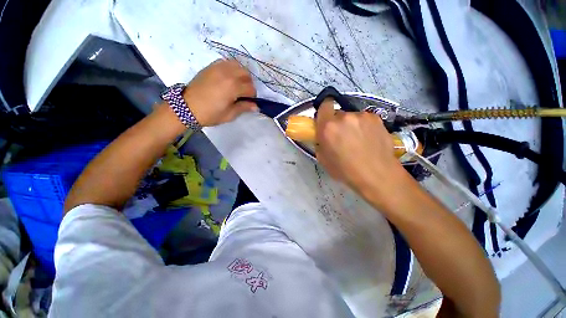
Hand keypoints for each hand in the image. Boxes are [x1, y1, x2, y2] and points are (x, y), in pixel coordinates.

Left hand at [183, 59, 257, 126]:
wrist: (186, 107)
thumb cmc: (210, 114)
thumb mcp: (229, 115)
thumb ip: (244, 107)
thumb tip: (256, 106)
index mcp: (233, 87)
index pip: (251, 88)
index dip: (252, 96)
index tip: (248, 102)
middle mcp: (228, 74)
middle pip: (246, 74)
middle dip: (248, 84)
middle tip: (243, 93)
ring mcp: (218, 67)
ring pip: (238, 65)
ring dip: (241, 75)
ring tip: (236, 84)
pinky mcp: (211, 66)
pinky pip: (226, 62)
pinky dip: (231, 69)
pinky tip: (227, 78)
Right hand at [315, 98, 411, 205]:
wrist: (377, 175)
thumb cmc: (346, 170)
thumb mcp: (323, 159)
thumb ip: (319, 142)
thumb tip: (322, 136)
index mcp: (328, 127)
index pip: (324, 105)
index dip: (324, 111)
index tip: (325, 121)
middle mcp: (344, 117)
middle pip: (338, 113)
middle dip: (337, 123)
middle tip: (342, 137)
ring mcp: (362, 116)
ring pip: (352, 117)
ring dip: (351, 125)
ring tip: (358, 140)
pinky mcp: (376, 118)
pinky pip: (364, 119)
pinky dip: (364, 126)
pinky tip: (369, 139)